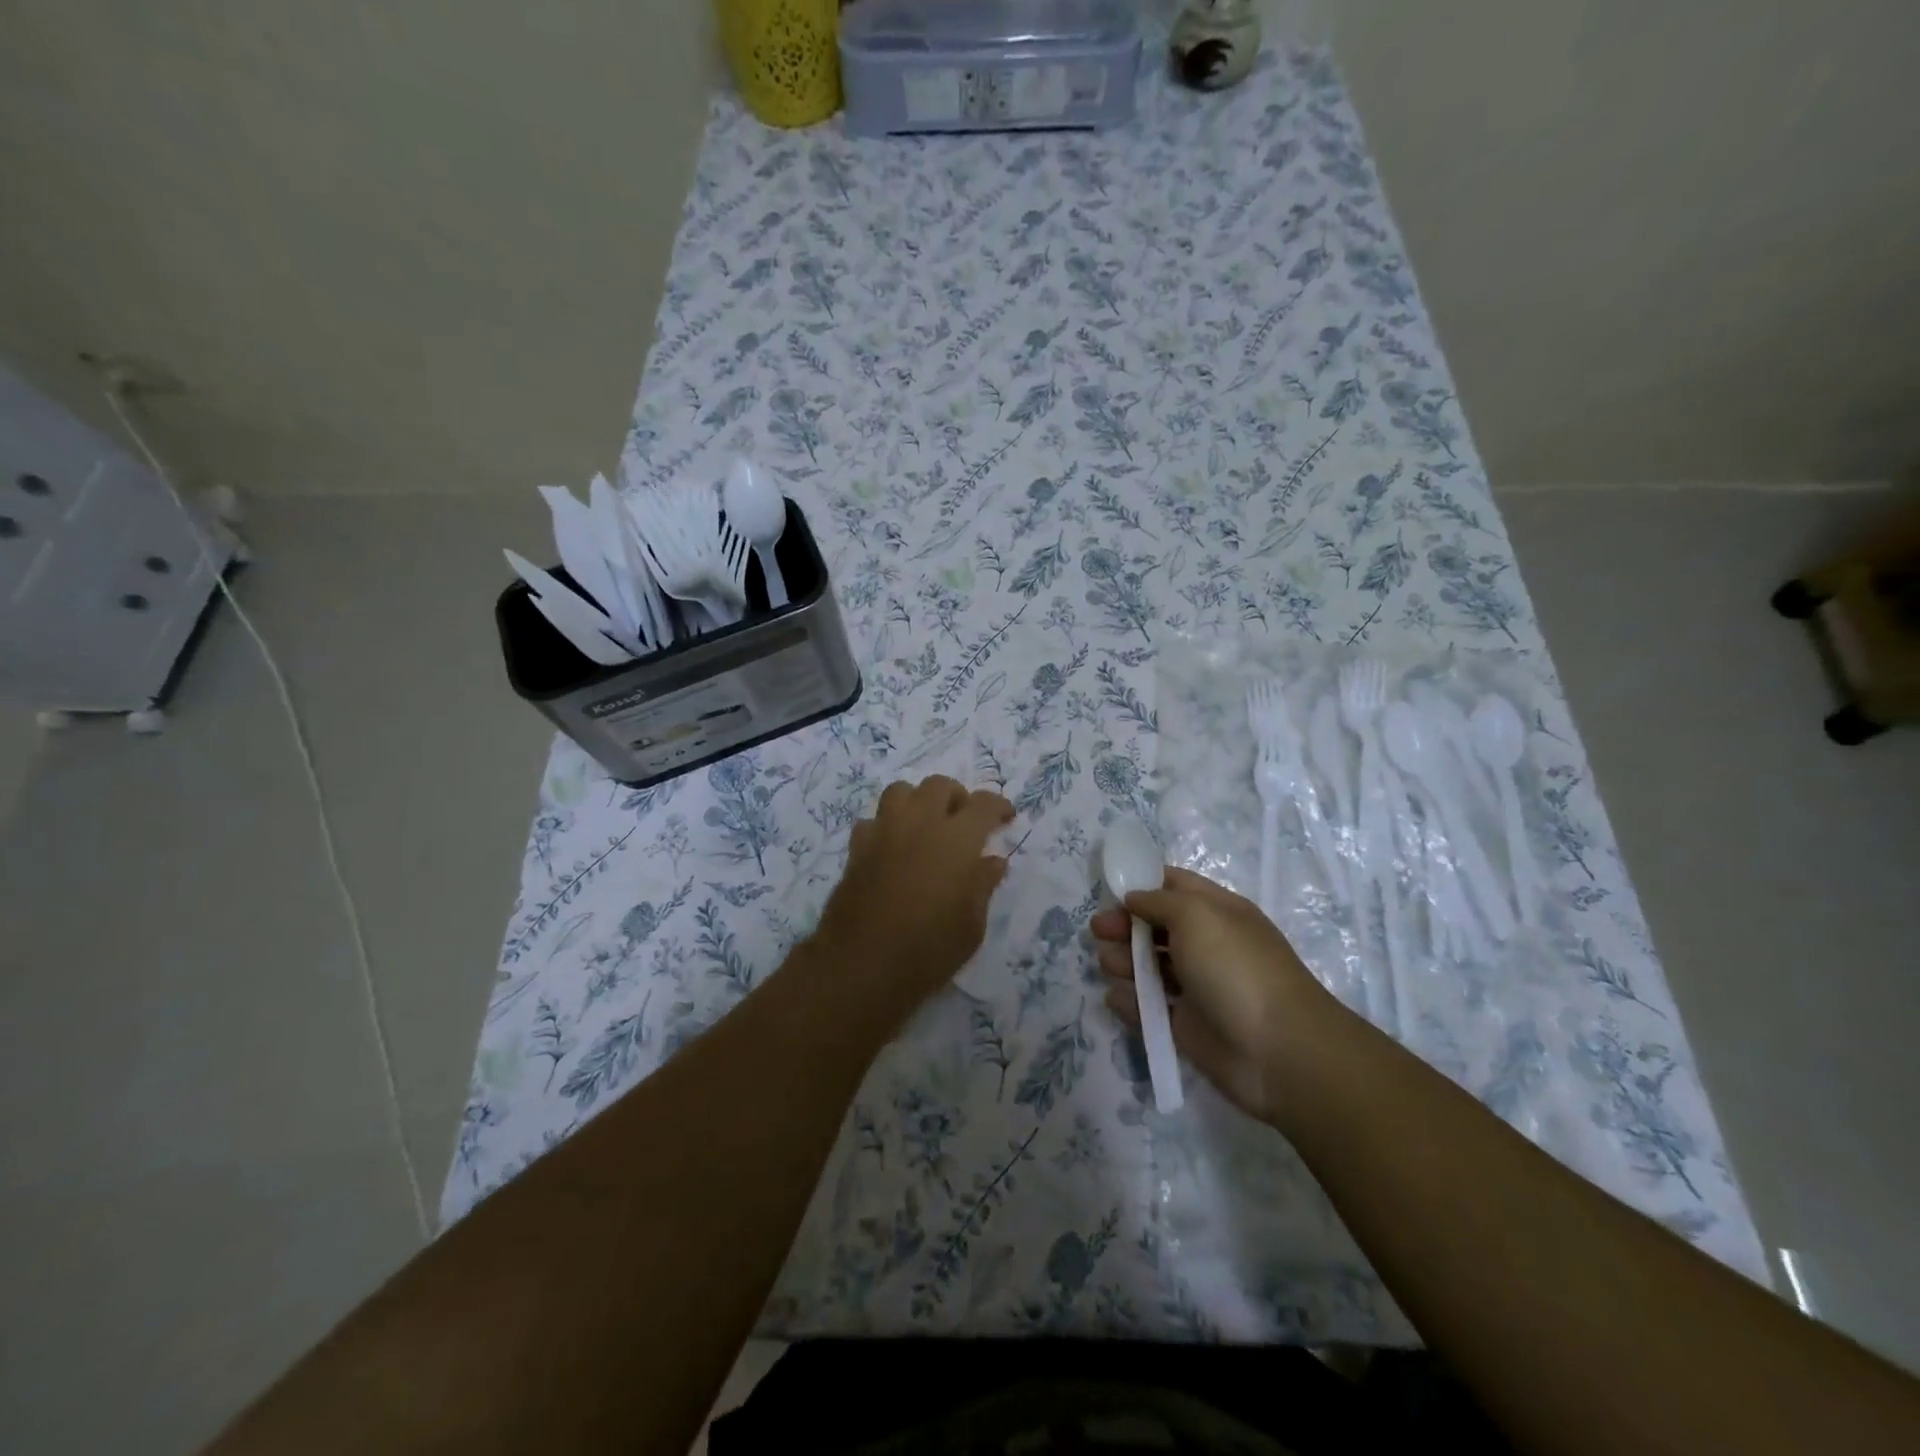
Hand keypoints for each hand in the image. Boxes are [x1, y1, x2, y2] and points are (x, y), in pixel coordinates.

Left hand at [813, 776, 1013, 1023]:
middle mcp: (919, 823)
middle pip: (939, 786)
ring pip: (901, 791)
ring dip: (918, 801)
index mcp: (956, 839)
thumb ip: (982, 885)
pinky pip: (873, 821)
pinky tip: (893, 849)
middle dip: (956, 797)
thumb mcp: (972, 925)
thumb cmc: (929, 949)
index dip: (998, 806)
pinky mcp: (857, 848)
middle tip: (964, 822)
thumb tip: (992, 861)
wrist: (863, 964)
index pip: (983, 804)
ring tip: (926, 826)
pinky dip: (887, 827)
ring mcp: (884, 832)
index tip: (1006, 817)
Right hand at [1091, 866, 1330, 1123]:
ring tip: (1109, 966)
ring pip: (1150, 966)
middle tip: (1099, 932)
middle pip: (1155, 926)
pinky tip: (1118, 998)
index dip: (1142, 883)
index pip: (1174, 886)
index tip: (1108, 890)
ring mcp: (1197, 987)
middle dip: (1125, 925)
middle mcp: (1206, 944)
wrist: (1278, 1051)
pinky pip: (1150, 1008)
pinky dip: (1131, 1003)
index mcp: (1216, 912)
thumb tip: (1134, 898)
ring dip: (1123, 961)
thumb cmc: (1235, 968)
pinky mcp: (1187, 1025)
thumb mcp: (1196, 915)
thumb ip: (1158, 901)